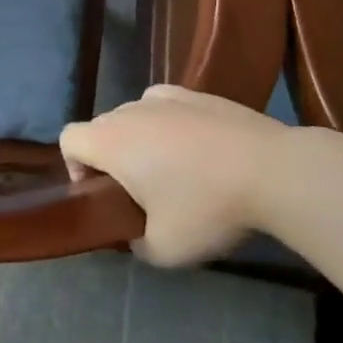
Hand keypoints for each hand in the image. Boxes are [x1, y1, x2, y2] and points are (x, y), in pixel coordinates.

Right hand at [59, 85, 288, 267]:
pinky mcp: (197, 94)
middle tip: (139, 191)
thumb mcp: (165, 249)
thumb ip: (137, 245)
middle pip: (100, 127)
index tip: (103, 193)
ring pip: (133, 115)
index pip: (68, 139)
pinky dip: (168, 122)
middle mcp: (129, 111)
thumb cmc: (207, 207)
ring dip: (139, 139)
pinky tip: (194, 145)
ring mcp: (164, 97)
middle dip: (109, 156)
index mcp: (110, 142)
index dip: (74, 166)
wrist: (274, 171)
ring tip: (171, 168)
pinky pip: (165, 105)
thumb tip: (135, 236)